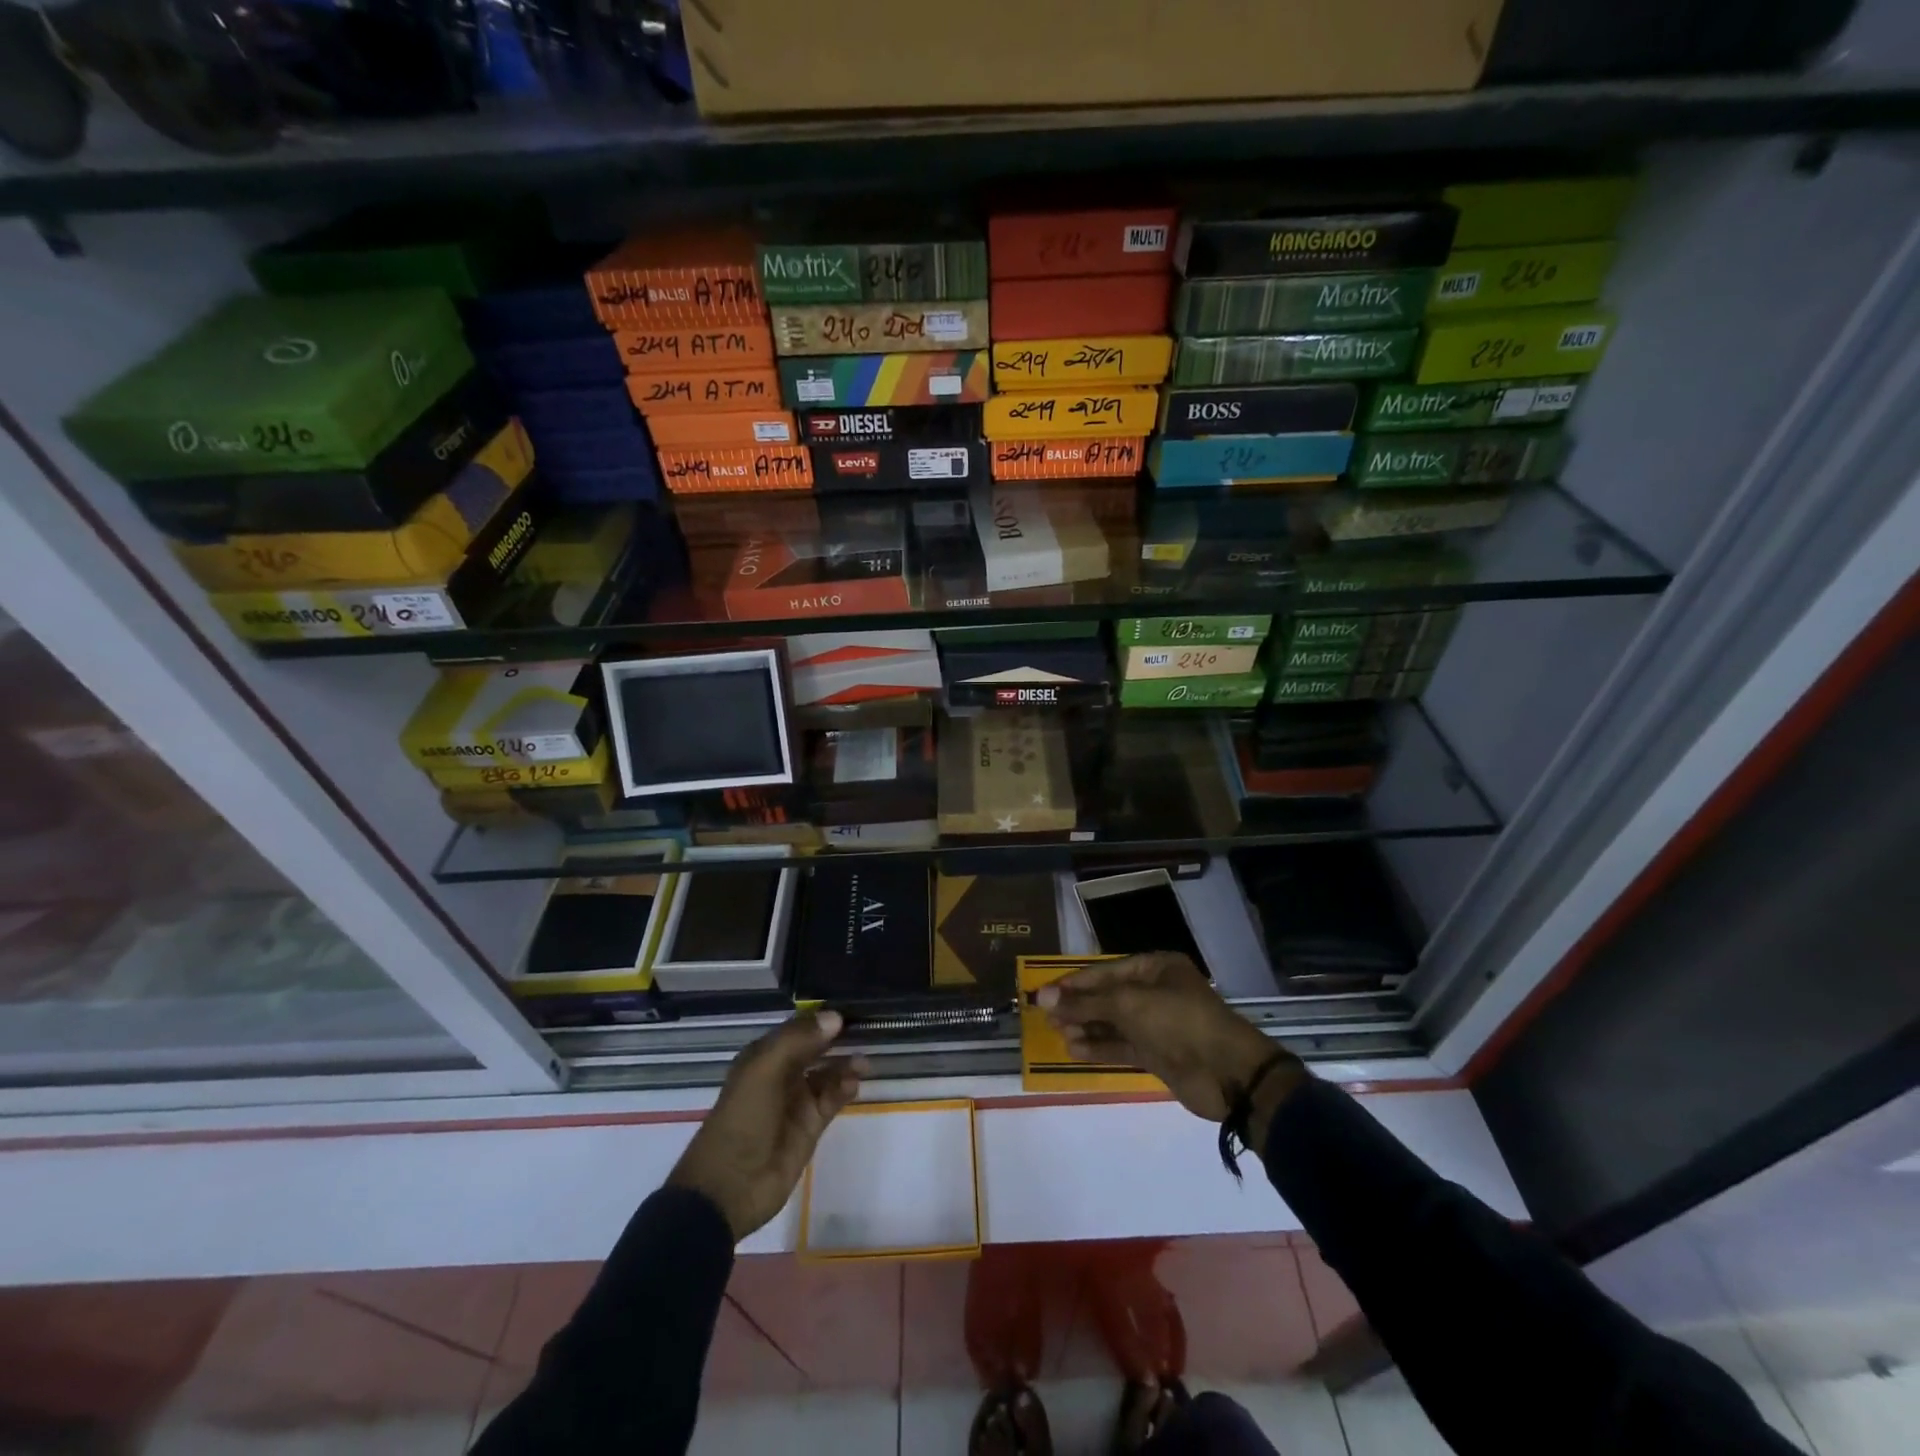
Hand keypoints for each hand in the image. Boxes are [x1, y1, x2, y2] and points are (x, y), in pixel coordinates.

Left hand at [667, 1011, 866, 1241]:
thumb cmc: (742, 1119)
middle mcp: (781, 1074)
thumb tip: (835, 1016)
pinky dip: (844, 1089)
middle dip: (838, 1040)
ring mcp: (796, 1101)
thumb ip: (798, 1040)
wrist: (730, 1187)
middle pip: (816, 1049)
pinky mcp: (810, 1127)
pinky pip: (832, 1099)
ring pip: (827, 1074)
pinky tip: (853, 1083)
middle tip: (867, 1030)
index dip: (821, 1018)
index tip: (850, 1008)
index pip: (798, 1028)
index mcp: (763, 1056)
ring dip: (845, 1065)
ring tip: (863, 1062)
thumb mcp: (763, 1070)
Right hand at [1036, 953, 1304, 1131]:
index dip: (1074, 983)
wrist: (1227, 1073)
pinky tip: (1074, 1050)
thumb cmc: (1177, 1021)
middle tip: (1046, 1017)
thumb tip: (1042, 997)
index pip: (1105, 971)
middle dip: (1079, 1007)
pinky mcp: (1158, 1054)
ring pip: (1113, 1023)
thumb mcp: (1128, 1004)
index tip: (1044, 993)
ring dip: (1086, 1028)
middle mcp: (1155, 992)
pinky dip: (1099, 1048)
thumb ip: (1085, 1002)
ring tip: (1058, 1034)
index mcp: (1155, 968)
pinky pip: (1122, 1046)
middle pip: (1108, 997)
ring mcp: (1157, 1025)